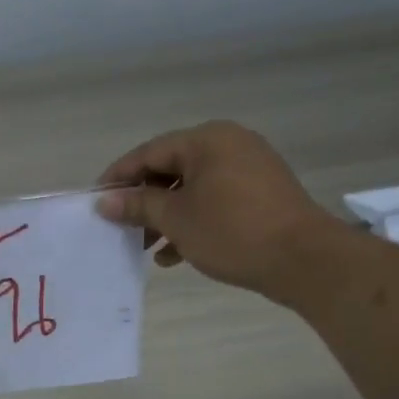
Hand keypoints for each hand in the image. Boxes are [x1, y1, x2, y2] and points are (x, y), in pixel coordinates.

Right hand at [95, 120, 342, 301]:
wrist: (303, 259)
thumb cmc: (232, 232)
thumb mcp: (176, 219)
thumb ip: (138, 205)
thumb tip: (104, 201)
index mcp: (206, 139)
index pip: (148, 152)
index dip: (118, 177)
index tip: (96, 201)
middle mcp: (228, 144)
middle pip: (170, 169)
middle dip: (143, 201)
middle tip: (120, 228)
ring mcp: (248, 168)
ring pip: (192, 189)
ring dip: (165, 217)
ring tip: (144, 248)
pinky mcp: (260, 194)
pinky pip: (214, 200)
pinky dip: (191, 222)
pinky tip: (173, 254)